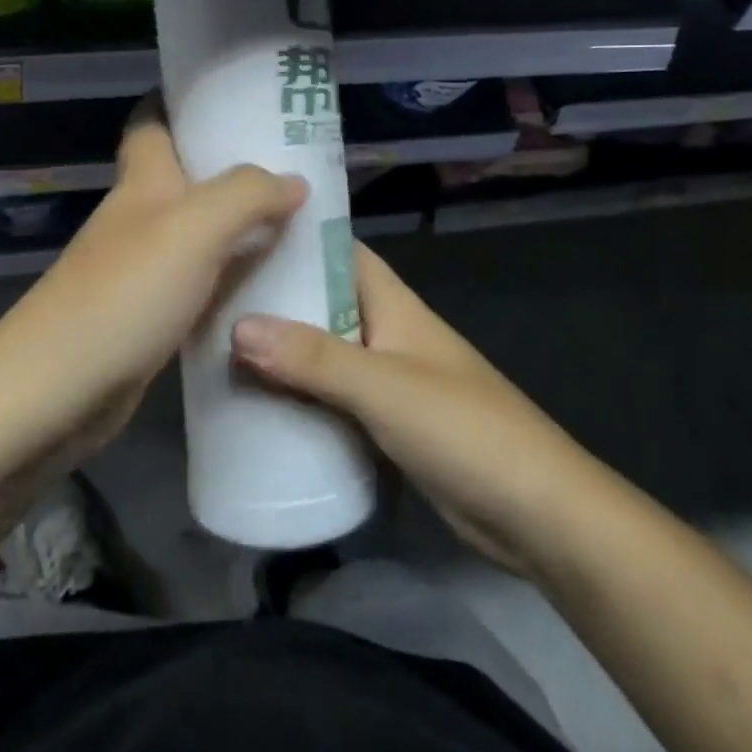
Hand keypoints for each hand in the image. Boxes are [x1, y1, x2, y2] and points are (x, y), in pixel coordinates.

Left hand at [0, 110, 305, 564]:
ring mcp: (143, 268)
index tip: (236, 94)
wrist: (55, 393)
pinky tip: (273, 286)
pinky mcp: (151, 316)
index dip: (182, 99)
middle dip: (234, 164)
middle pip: (187, 176)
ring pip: (200, 232)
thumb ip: (247, 194)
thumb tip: (294, 180)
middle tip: (297, 163)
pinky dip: (234, 278)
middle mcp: (140, 216)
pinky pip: (202, 283)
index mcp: (143, 180)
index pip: (152, 120)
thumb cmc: (124, 293)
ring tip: (303, 221)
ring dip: (242, 225)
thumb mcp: (194, 228)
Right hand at [232, 245, 566, 575]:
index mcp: (394, 305)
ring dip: (284, 352)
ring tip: (219, 348)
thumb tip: (237, 326)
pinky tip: (259, 405)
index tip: (240, 237)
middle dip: (276, 300)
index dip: (297, 240)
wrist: (537, 515)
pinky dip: (302, 396)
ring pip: (325, 353)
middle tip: (214, 298)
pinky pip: (334, 399)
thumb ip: (313, 357)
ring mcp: (390, 380)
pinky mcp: (388, 425)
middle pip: (325, 304)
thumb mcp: (382, 387)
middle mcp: (388, 333)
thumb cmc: (463, 429)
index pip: (341, 252)